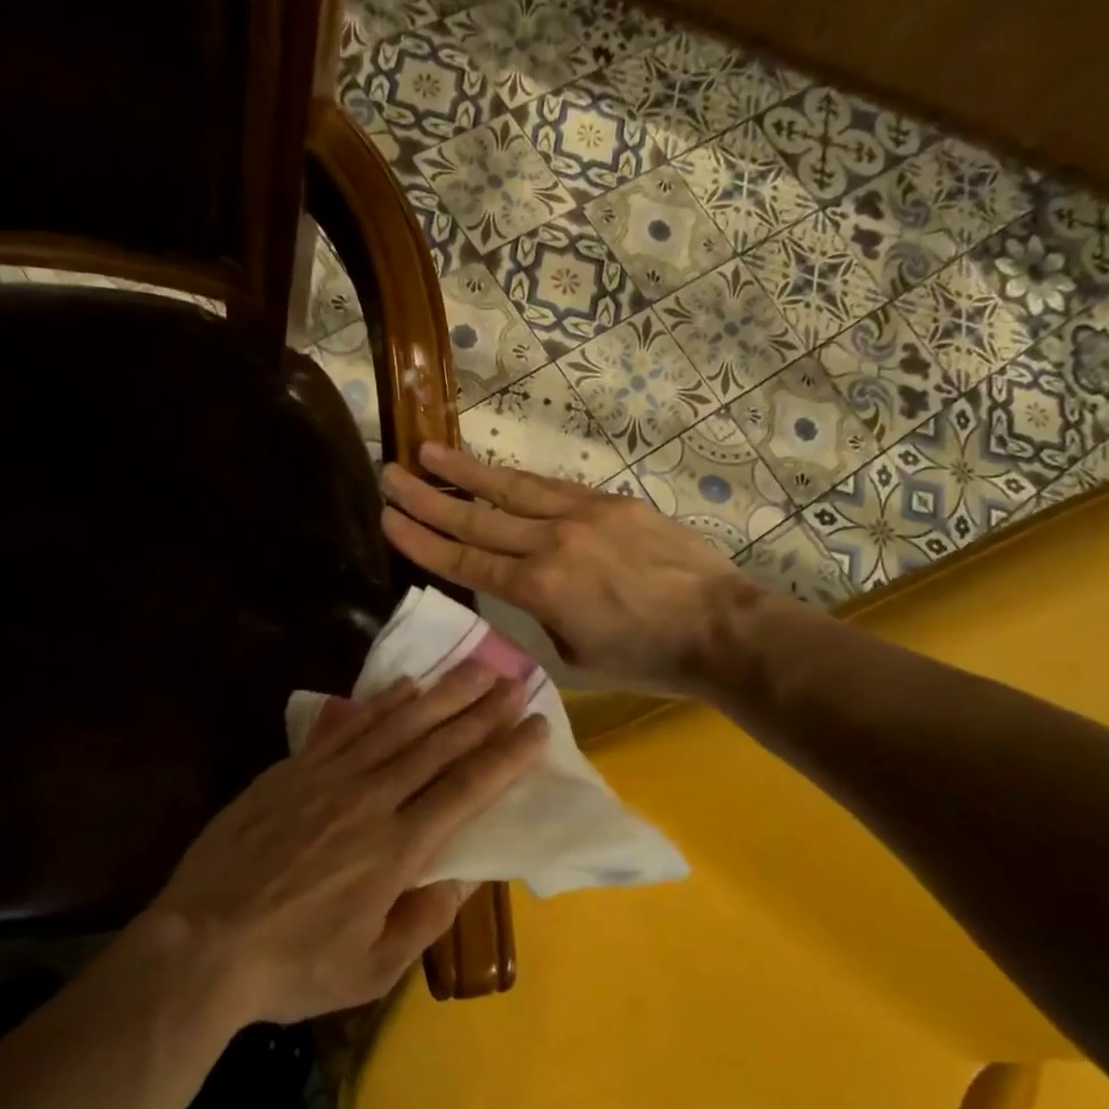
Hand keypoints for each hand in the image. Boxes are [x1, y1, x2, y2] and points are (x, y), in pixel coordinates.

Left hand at [147, 665, 546, 1025]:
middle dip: (483, 712)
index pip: (466, 790)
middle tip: (517, 682)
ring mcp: (329, 778)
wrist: (199, 944)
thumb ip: (423, 922)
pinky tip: (407, 685)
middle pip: (439, 746)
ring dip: (443, 695)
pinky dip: (383, 703)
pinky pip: (349, 726)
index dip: (505, 756)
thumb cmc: (291, 966)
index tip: (536, 727)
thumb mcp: (370, 969)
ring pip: (399, 725)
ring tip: (476, 668)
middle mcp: (371, 800)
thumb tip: (463, 878)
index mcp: (397, 850)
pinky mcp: (294, 769)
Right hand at [380, 442, 754, 695]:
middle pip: (476, 519)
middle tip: (390, 474)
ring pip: (511, 489)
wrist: (719, 627)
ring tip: (429, 451)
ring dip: (466, 472)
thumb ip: (543, 617)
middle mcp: (551, 543)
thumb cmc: (647, 657)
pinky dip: (518, 479)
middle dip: (427, 497)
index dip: (422, 540)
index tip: (388, 519)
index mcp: (539, 589)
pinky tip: (497, 471)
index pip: (465, 561)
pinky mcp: (611, 502)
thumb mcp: (577, 654)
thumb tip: (534, 593)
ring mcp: (583, 515)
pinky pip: (554, 487)